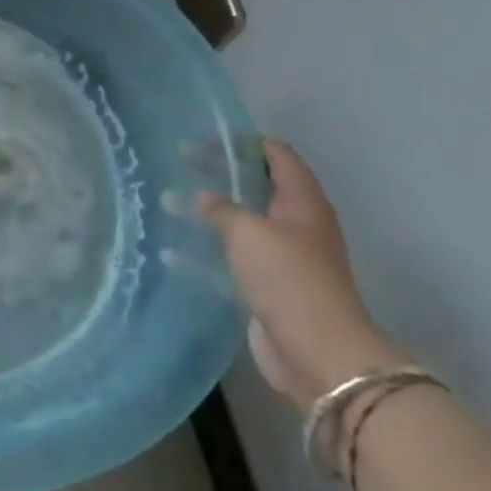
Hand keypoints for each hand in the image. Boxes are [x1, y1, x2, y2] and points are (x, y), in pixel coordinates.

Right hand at [200, 139, 398, 412]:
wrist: (317, 351)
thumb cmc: (287, 277)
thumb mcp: (248, 232)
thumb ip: (221, 209)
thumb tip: (201, 196)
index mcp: (302, 200)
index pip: (276, 153)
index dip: (242, 143)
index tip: (203, 140)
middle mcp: (298, 223)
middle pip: (259, 185)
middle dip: (222, 174)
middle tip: (183, 165)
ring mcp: (286, 256)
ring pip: (245, 222)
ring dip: (213, 213)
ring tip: (173, 202)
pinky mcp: (271, 286)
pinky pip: (235, 258)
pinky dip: (208, 252)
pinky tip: (175, 253)